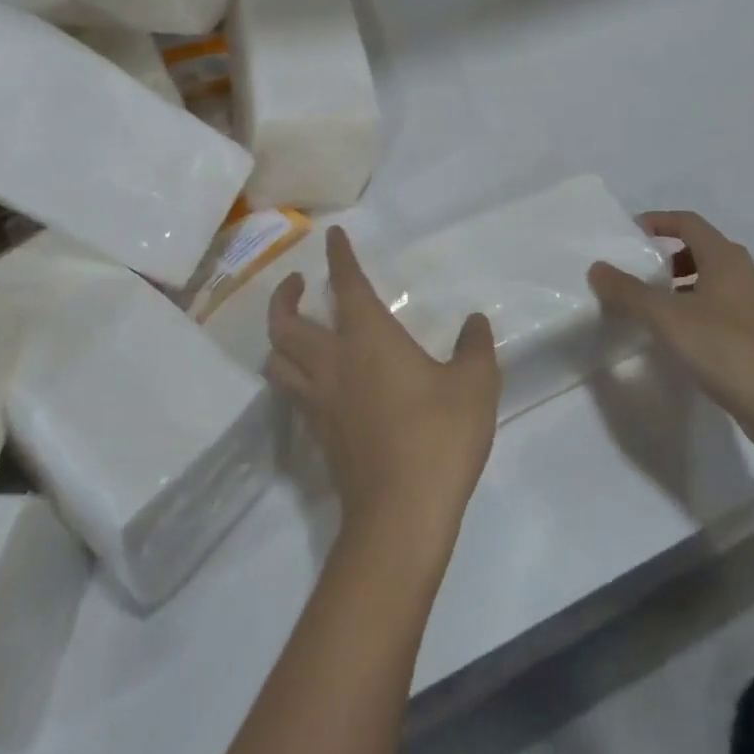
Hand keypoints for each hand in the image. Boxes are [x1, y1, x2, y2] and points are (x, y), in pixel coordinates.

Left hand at [267, 229, 499, 544]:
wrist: (401, 516)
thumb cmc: (438, 435)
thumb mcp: (475, 383)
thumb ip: (475, 347)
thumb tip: (474, 322)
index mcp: (368, 338)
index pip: (346, 284)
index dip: (339, 257)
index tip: (332, 237)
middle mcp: (333, 363)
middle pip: (286, 324)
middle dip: (285, 297)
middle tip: (297, 284)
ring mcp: (320, 403)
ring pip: (278, 361)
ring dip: (280, 337)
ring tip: (295, 329)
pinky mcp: (319, 437)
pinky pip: (293, 394)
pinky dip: (294, 375)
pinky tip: (316, 380)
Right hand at [589, 210, 753, 474]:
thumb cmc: (727, 348)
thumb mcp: (668, 317)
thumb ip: (629, 292)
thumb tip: (597, 267)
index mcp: (723, 257)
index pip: (688, 222)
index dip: (658, 221)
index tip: (628, 233)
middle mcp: (739, 273)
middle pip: (698, 249)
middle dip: (665, 255)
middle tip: (634, 269)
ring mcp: (748, 306)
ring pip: (706, 281)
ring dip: (676, 285)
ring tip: (646, 304)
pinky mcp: (750, 337)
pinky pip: (712, 309)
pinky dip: (688, 311)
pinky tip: (671, 336)